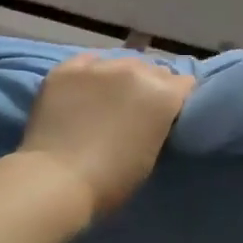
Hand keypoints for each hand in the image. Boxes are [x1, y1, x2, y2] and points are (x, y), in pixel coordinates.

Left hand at [18, 52, 195, 219]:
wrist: (57, 180)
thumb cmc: (112, 179)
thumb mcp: (152, 153)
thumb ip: (159, 123)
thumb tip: (155, 114)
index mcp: (163, 93)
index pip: (185, 84)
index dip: (178, 100)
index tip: (169, 115)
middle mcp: (135, 70)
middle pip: (154, 70)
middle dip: (150, 86)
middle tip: (137, 109)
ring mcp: (99, 66)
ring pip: (121, 63)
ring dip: (120, 78)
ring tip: (107, 98)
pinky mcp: (66, 69)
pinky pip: (87, 62)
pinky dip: (91, 74)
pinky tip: (84, 90)